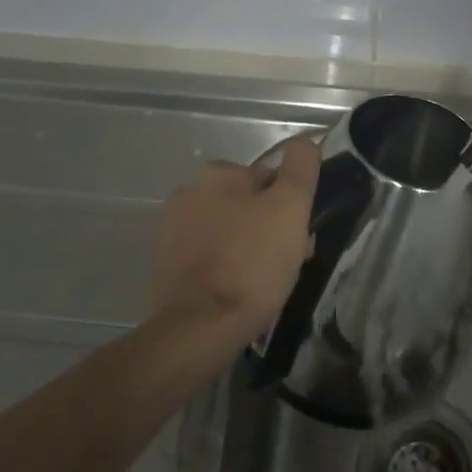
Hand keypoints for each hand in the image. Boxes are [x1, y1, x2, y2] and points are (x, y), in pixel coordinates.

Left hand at [149, 135, 320, 338]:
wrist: (200, 329)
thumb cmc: (251, 262)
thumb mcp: (290, 207)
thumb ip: (300, 168)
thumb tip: (305, 142)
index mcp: (215, 174)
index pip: (269, 180)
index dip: (292, 207)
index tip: (301, 237)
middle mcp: (187, 194)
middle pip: (248, 207)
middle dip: (271, 229)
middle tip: (289, 263)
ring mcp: (172, 234)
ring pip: (230, 234)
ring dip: (251, 250)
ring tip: (268, 285)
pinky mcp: (166, 268)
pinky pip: (211, 260)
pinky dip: (228, 271)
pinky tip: (241, 295)